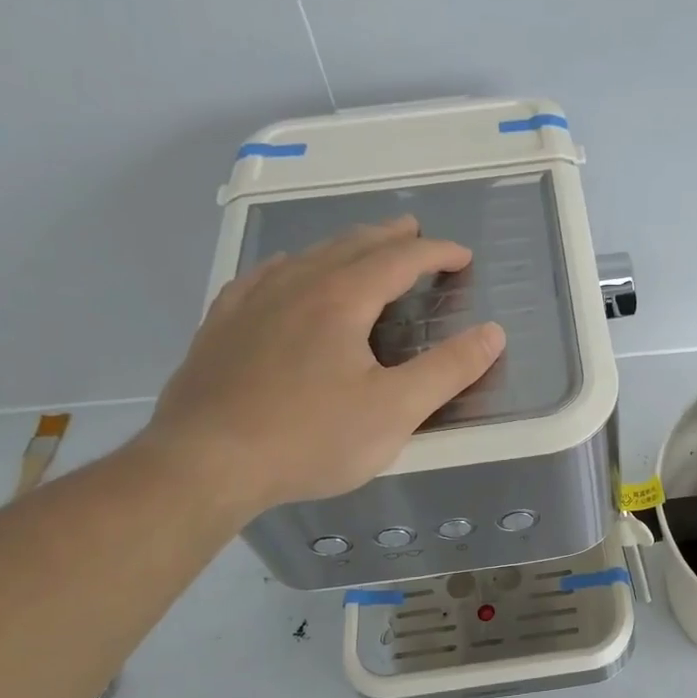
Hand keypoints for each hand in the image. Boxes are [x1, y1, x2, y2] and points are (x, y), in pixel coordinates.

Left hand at [141, 216, 503, 519]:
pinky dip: (292, 265)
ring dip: (344, 246)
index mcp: (342, 299)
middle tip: (415, 233)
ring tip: (362, 248)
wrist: (204, 464)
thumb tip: (493, 333)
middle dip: (390, 237)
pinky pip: (263, 276)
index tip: (462, 256)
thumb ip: (448, 370)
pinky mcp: (221, 325)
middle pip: (352, 245)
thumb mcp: (395, 411)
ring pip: (306, 256)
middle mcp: (296, 285)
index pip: (400, 260)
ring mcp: (252, 302)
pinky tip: (286, 273)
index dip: (436, 253)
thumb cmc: (310, 439)